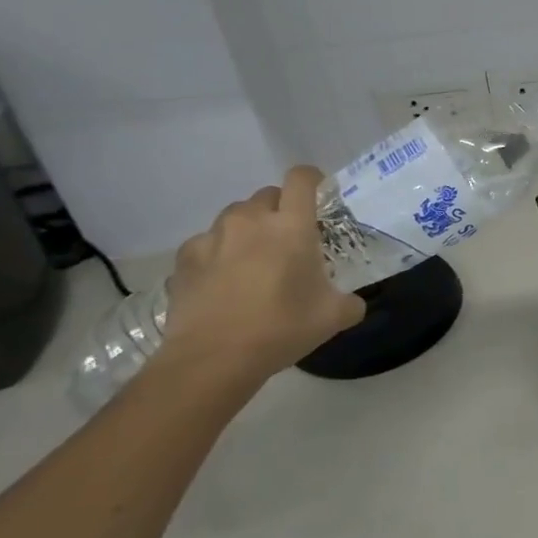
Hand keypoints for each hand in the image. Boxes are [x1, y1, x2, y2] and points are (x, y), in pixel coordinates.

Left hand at [156, 165, 365, 387]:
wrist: (212, 359)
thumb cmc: (281, 328)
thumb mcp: (333, 317)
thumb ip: (351, 302)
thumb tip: (354, 303)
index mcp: (292, 225)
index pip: (302, 178)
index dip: (312, 180)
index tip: (318, 196)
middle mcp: (251, 220)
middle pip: (267, 195)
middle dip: (280, 210)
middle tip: (287, 240)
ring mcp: (213, 237)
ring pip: (234, 217)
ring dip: (247, 229)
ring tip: (251, 260)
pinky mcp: (184, 259)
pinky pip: (206, 243)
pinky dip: (216, 254)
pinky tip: (221, 281)